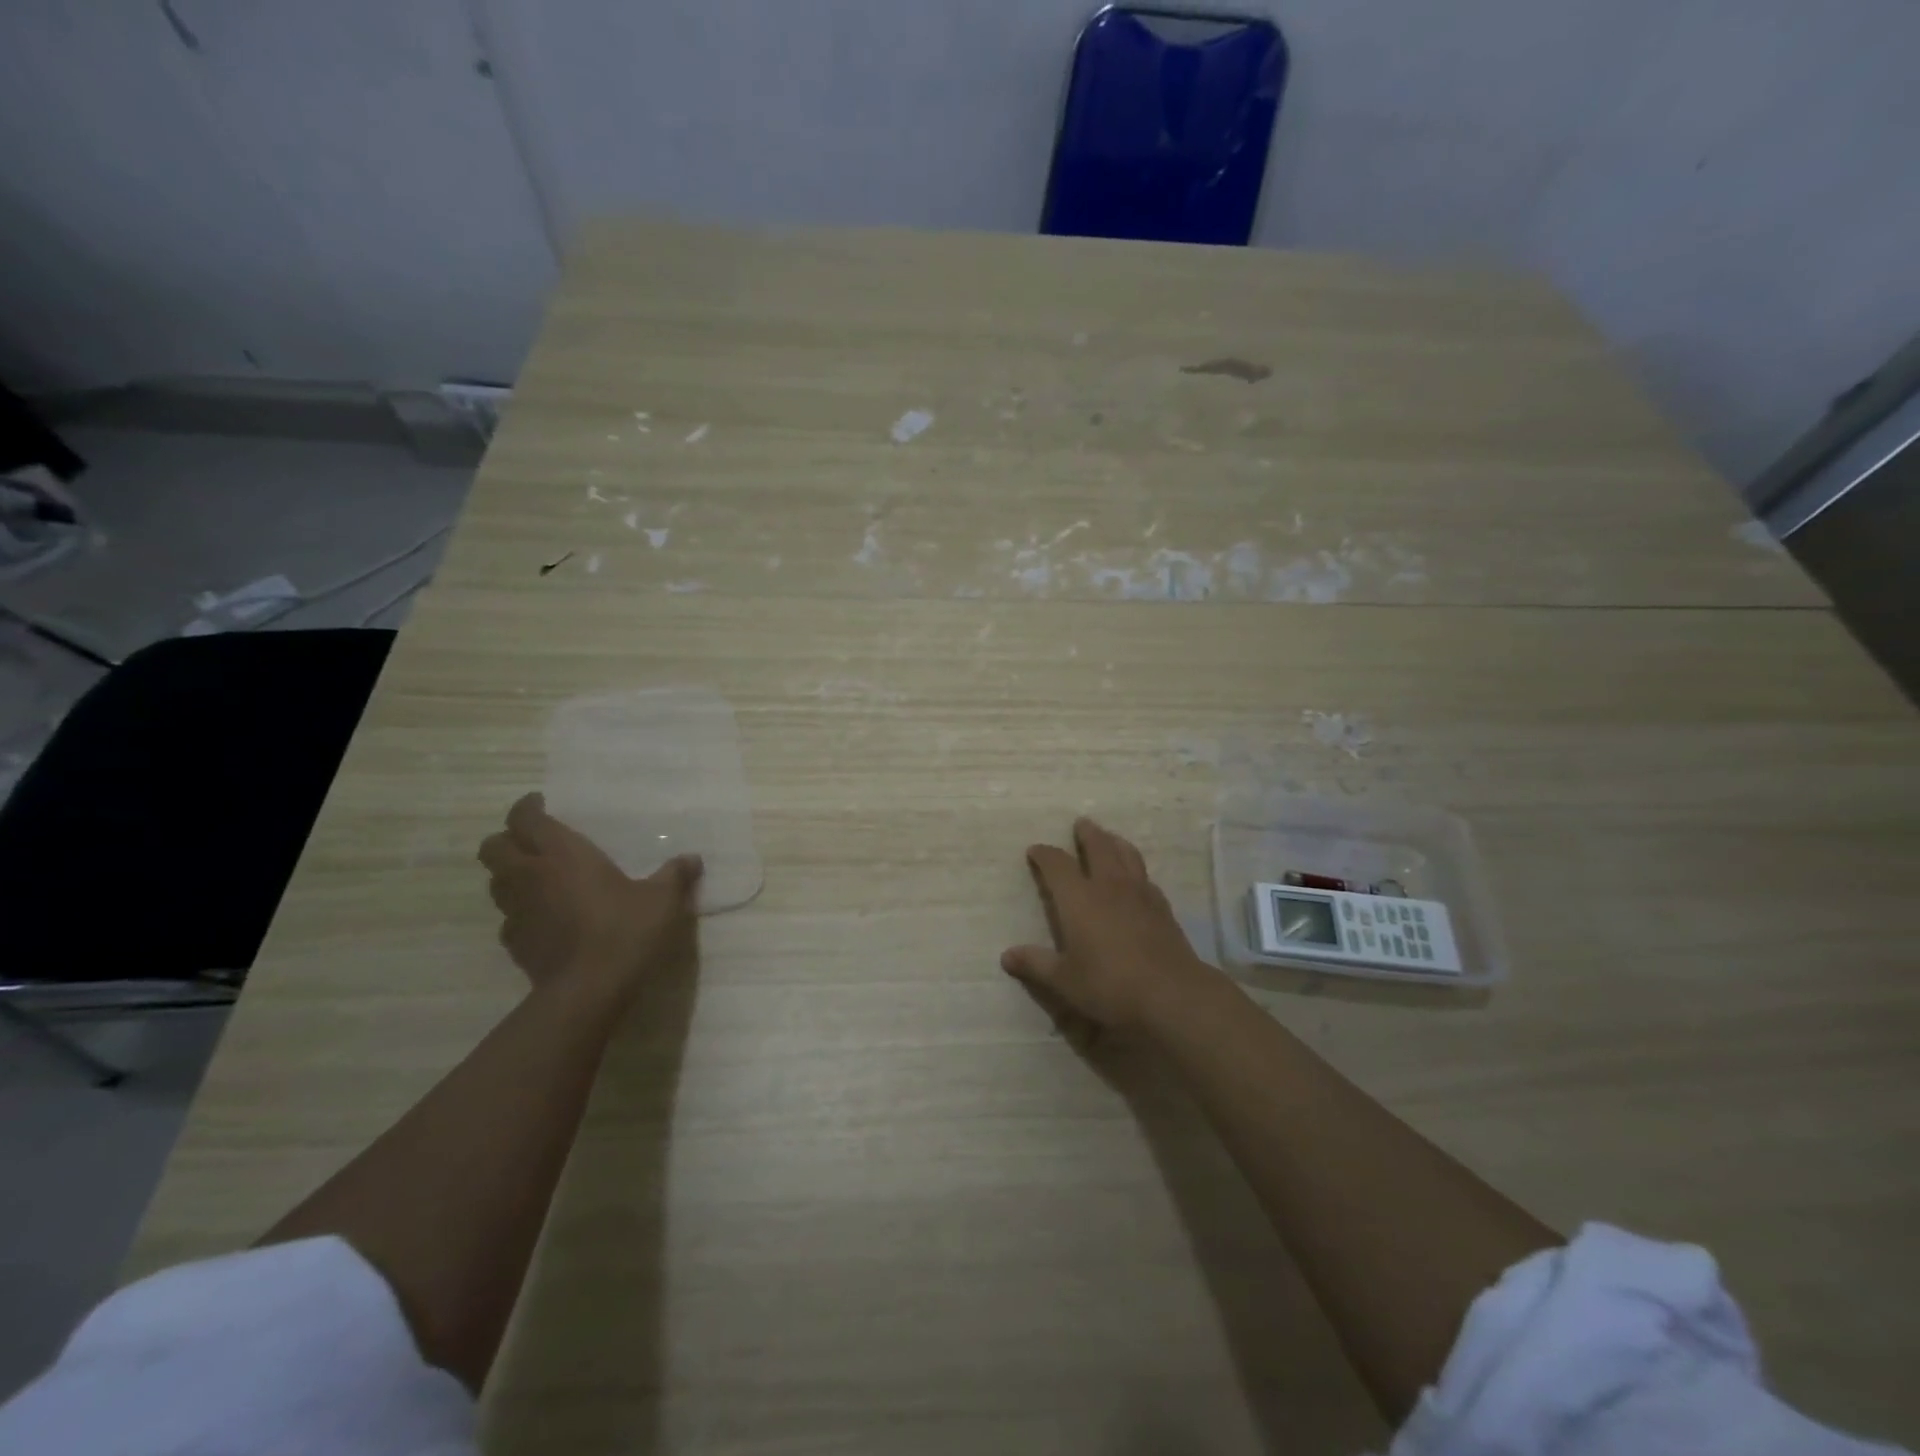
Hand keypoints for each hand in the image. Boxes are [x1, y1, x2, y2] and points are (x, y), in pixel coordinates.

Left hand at [478, 793, 701, 1009]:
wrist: (588, 990)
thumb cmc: (625, 930)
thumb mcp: (662, 900)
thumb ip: (675, 875)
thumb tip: (692, 859)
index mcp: (562, 854)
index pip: (524, 818)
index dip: (527, 807)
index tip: (542, 804)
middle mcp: (530, 875)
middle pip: (493, 847)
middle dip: (508, 839)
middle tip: (535, 841)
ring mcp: (516, 912)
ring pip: (495, 882)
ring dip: (511, 874)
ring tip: (540, 878)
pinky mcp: (514, 944)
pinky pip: (508, 917)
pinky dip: (521, 911)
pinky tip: (546, 918)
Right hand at [1001, 817, 1213, 1038]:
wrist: (1171, 993)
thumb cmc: (1109, 984)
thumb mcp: (1064, 980)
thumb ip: (1036, 964)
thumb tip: (1006, 956)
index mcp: (1078, 898)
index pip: (1057, 864)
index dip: (1044, 854)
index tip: (1035, 850)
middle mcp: (1108, 886)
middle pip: (1099, 847)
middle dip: (1087, 834)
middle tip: (1081, 824)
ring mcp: (1139, 893)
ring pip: (1127, 854)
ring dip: (1115, 842)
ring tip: (1110, 838)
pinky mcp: (1162, 907)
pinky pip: (1145, 876)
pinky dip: (1135, 868)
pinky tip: (1136, 878)